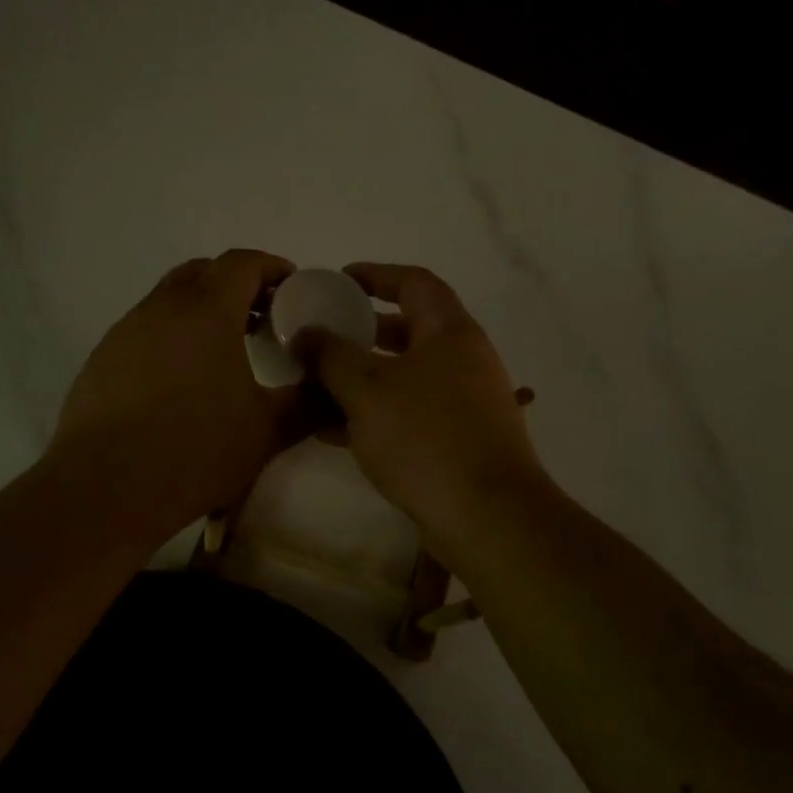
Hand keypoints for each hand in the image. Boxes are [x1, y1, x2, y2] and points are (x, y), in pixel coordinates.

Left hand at [47, 249, 304, 546]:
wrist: (104, 488)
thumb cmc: (195, 450)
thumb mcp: (267, 431)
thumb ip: (307, 402)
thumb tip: (335, 389)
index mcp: (206, 311)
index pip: (242, 263)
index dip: (272, 267)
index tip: (292, 288)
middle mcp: (162, 308)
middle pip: (202, 271)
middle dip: (236, 284)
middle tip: (262, 317)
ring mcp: (125, 331)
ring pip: (169, 299)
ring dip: (201, 309)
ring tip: (224, 350)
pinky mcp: (102, 358)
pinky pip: (144, 329)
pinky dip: (171, 335)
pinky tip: (180, 380)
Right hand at [294, 263, 546, 547]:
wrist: (488, 517)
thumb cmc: (427, 437)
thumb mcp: (367, 389)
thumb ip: (331, 355)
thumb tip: (305, 333)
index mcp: (450, 333)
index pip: (414, 283)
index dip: (376, 275)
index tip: (339, 280)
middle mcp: (463, 361)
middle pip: (409, 331)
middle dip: (362, 332)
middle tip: (323, 337)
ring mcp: (463, 403)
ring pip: (404, 377)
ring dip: (361, 378)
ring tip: (316, 386)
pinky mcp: (457, 441)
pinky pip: (408, 414)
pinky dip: (373, 414)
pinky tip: (333, 432)